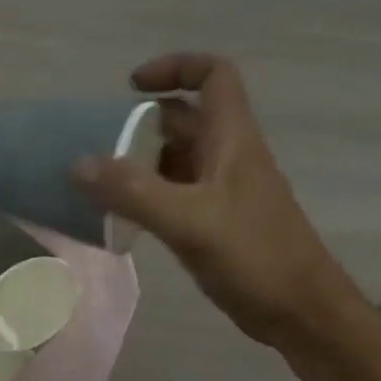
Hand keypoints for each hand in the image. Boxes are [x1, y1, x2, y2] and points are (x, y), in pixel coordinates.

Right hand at [73, 53, 354, 346]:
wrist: (302, 314)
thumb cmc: (255, 258)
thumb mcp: (190, 221)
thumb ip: (133, 192)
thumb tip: (78, 164)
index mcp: (233, 139)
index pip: (213, 76)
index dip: (175, 67)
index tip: (131, 87)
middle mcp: (228, 156)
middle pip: (185, 119)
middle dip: (141, 123)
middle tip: (98, 144)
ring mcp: (223, 191)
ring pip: (177, 159)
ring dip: (140, 161)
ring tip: (98, 180)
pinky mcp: (216, 223)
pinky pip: (175, 194)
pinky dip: (147, 195)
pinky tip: (121, 216)